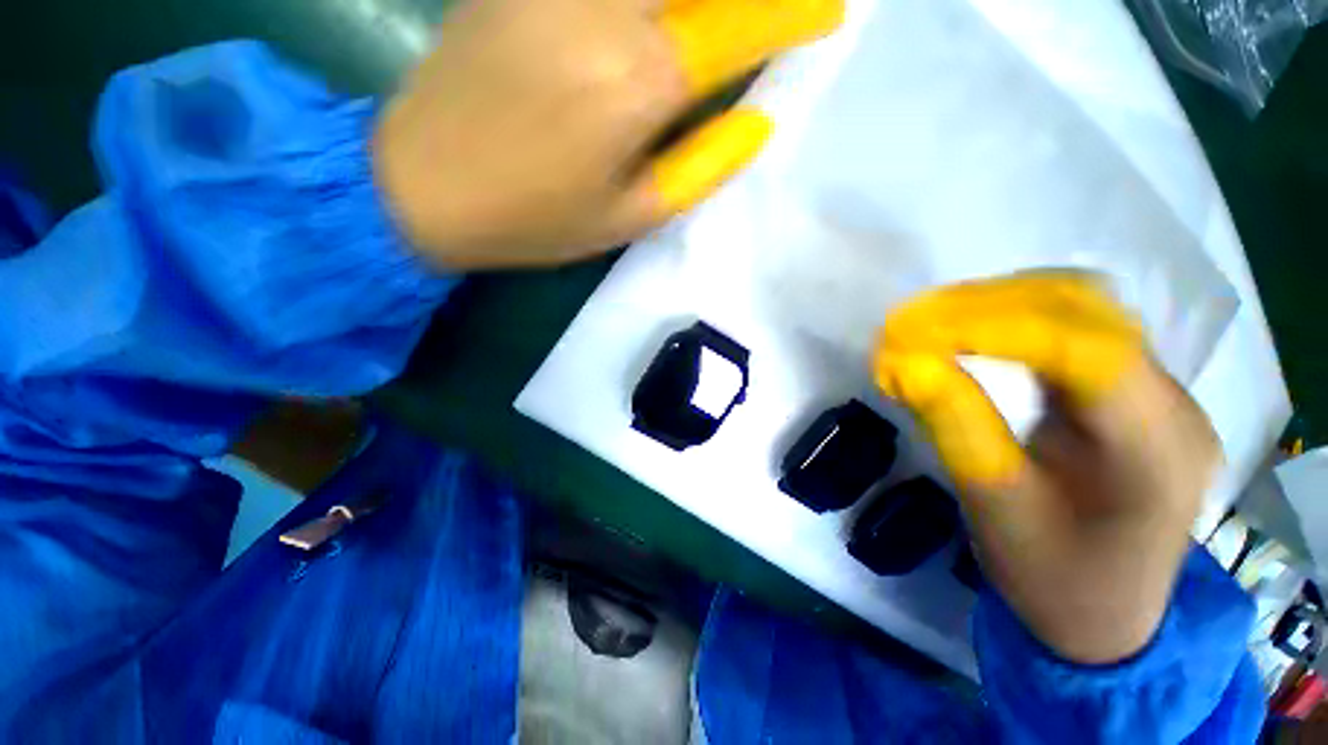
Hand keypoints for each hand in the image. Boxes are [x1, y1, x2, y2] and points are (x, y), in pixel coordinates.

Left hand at [373, 0, 841, 268]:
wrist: (421, 185)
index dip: (794, 12)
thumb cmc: (536, 218)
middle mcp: (606, 7)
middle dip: (747, 2)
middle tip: (768, 20)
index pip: (741, 25)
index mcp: (641, 82)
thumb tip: (758, 123)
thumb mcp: (631, 217)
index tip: (831, 11)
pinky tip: (649, 20)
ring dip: (689, 1)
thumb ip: (702, 167)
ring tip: (711, 31)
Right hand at [874, 273, 1221, 663]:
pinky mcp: (1132, 390)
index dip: (992, 326)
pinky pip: (1073, 328)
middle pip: (1086, 313)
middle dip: (986, 306)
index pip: (1085, 351)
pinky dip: (1010, 320)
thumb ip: (955, 424)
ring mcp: (1160, 390)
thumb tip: (902, 361)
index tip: (909, 330)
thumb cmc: (1054, 580)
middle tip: (907, 324)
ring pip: (1080, 309)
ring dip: (995, 305)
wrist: (1107, 616)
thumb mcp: (995, 507)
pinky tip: (967, 332)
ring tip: (927, 323)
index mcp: (1158, 451)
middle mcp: (1175, 404)